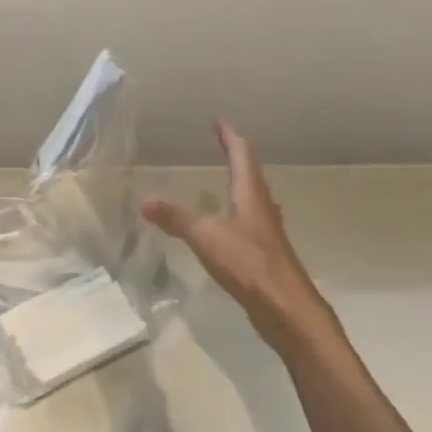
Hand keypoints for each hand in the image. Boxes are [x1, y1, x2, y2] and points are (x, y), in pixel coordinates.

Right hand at [141, 120, 330, 352]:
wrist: (286, 310)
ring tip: (225, 178)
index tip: (220, 122)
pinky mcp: (265, 255)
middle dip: (237, 157)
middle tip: (222, 144)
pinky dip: (236, 212)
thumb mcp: (205, 236)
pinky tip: (226, 224)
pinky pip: (249, 223)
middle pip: (251, 175)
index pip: (242, 156)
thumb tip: (144, 199)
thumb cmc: (249, 263)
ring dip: (240, 185)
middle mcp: (262, 209)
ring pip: (253, 199)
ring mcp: (266, 233)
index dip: (230, 137)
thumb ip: (175, 218)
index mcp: (251, 195)